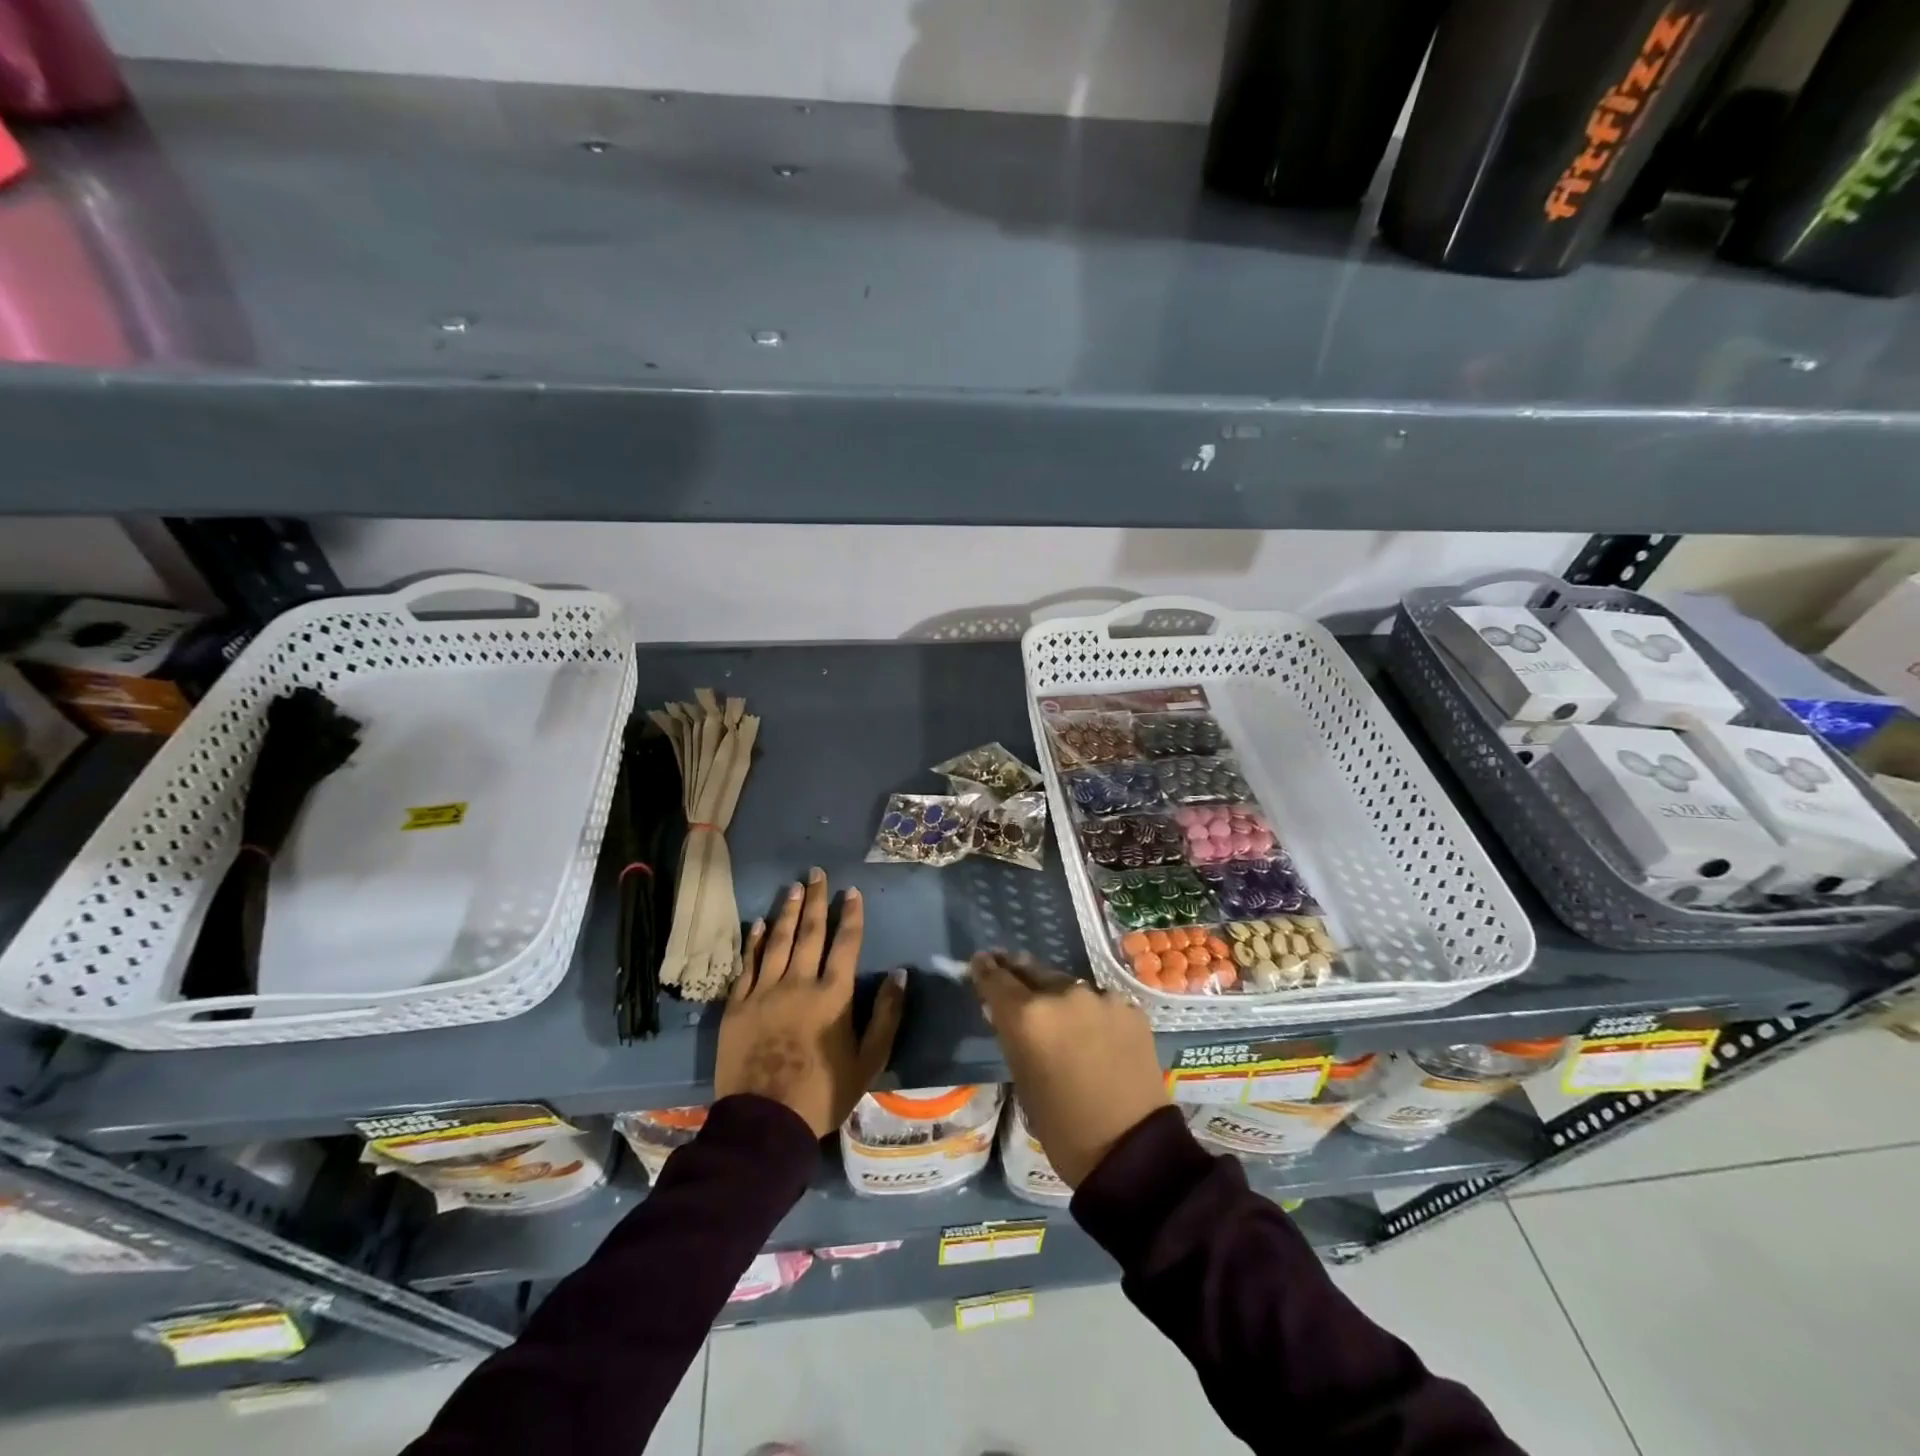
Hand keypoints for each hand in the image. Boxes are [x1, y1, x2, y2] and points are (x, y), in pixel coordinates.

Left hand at [716, 869, 906, 1137]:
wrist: (765, 1121)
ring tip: (793, 887)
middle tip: (817, 873)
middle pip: (810, 932)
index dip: (851, 915)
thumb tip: (900, 974)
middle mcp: (799, 982)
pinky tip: (759, 924)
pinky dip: (755, 942)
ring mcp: (765, 991)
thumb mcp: (869, 1060)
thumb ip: (886, 1016)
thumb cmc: (823, 1093)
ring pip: (778, 941)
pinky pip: (747, 964)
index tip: (851, 891)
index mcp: (833, 995)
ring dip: (787, 911)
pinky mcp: (738, 1005)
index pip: (846, 944)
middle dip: (816, 900)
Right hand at [969, 953, 1167, 1187]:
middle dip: (1019, 973)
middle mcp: (1063, 994)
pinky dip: (1090, 1012)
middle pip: (1033, 971)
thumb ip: (1012, 1036)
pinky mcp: (1130, 1008)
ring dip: (1058, 995)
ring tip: (1057, 1013)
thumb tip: (1004, 1012)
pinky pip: (1100, 1002)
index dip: (985, 969)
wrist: (1132, 1149)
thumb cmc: (1063, 1127)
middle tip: (1010, 971)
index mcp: (1028, 1016)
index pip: (996, 979)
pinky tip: (1093, 1032)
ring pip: (1068, 986)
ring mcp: (1101, 997)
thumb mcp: (1023, 1080)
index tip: (980, 962)